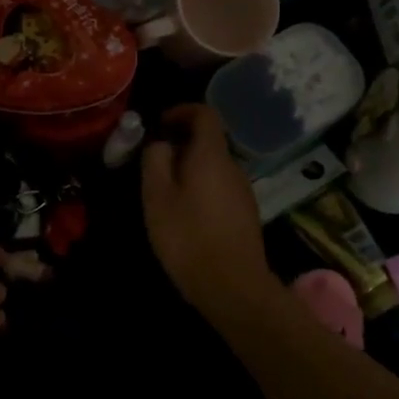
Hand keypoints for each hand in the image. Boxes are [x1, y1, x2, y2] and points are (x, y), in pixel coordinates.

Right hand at [141, 104, 278, 318]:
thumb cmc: (188, 236)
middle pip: (209, 141)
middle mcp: (233, 167)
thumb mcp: (157, 196)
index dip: (181, 111)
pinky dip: (200, 187)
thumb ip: (155, 161)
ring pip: (214, 166)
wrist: (233, 287)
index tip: (159, 124)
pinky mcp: (245, 214)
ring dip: (190, 168)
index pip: (205, 114)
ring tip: (163, 189)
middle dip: (181, 143)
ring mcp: (243, 192)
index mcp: (211, 156)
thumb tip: (160, 143)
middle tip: (153, 161)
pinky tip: (184, 213)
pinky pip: (220, 187)